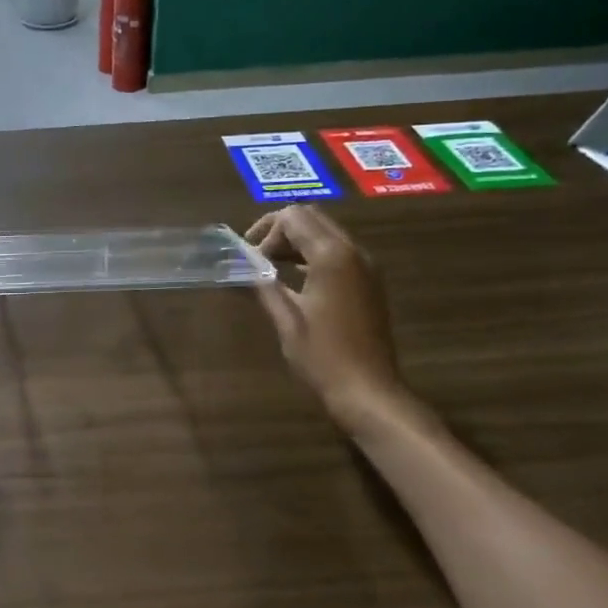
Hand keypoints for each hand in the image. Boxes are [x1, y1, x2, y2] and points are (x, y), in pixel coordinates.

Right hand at [246, 207, 406, 428]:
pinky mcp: (369, 281)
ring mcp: (366, 266)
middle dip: (280, 230)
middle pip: (312, 217)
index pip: (293, 217)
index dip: (265, 231)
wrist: (368, 390)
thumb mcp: (285, 319)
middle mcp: (353, 252)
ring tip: (271, 269)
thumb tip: (237, 266)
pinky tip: (296, 280)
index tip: (249, 259)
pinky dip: (313, 254)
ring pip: (326, 232)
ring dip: (297, 241)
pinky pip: (338, 251)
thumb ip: (261, 284)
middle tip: (257, 258)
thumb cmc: (322, 356)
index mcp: (331, 256)